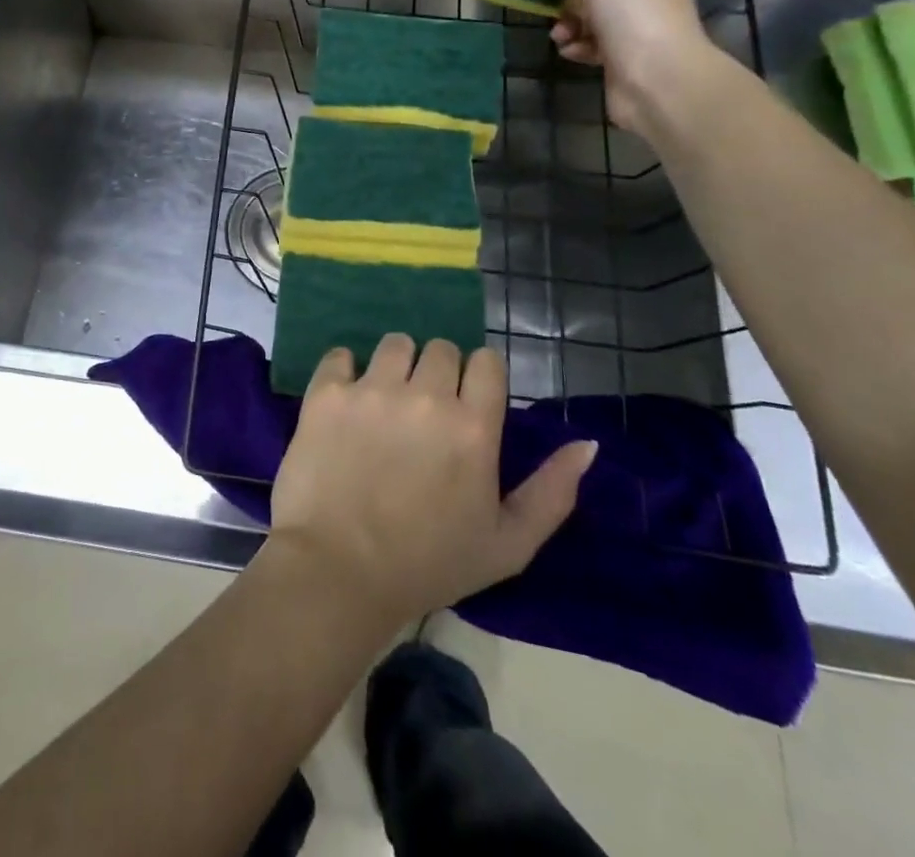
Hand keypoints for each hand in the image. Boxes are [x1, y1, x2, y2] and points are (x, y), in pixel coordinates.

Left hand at [268, 334, 597, 629]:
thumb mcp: (508, 545)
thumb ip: (553, 492)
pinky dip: (345, 370)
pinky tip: (347, 400)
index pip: (487, 362)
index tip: (468, 402)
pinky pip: (340, 356)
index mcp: (473, 427)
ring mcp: (371, 390)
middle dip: (440, 372)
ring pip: (394, 344)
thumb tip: (587, 444)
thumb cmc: (429, 564)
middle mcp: (425, 396)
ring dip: (397, 365)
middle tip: (425, 410)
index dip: (480, 378)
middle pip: (441, 348)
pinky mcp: (326, 393)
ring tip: (387, 401)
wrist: (339, 571)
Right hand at [524, 0, 716, 133]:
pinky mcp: (626, 60)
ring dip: (568, 26)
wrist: (658, 76)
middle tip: (550, 10)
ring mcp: (639, 28)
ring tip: (559, 36)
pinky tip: (570, 52)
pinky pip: (592, 47)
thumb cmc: (635, 11)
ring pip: (590, 20)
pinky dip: (577, 48)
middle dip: (567, 0)